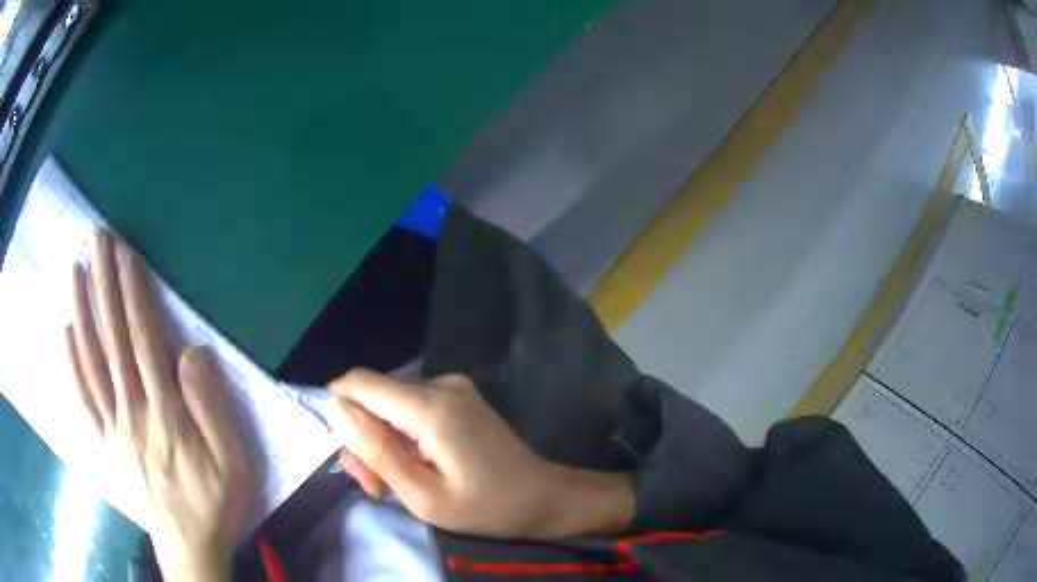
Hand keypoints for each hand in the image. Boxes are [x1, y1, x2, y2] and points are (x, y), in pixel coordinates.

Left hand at [66, 231, 249, 581]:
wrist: (188, 547)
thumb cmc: (214, 504)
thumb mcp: (232, 462)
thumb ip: (211, 407)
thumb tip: (193, 352)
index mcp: (165, 414)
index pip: (144, 341)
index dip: (134, 295)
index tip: (126, 255)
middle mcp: (132, 411)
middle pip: (113, 340)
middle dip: (104, 285)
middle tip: (98, 241)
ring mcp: (113, 426)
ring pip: (92, 362)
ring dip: (82, 312)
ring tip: (75, 270)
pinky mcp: (106, 441)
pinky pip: (84, 398)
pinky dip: (72, 363)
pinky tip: (67, 333)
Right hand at [328, 370, 634, 539]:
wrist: (543, 497)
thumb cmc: (485, 507)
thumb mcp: (423, 496)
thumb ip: (376, 451)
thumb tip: (336, 409)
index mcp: (430, 406)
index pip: (357, 383)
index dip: (340, 414)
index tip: (352, 458)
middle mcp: (440, 384)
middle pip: (373, 397)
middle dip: (364, 440)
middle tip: (377, 486)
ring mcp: (453, 387)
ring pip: (389, 405)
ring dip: (383, 442)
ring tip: (398, 483)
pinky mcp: (459, 397)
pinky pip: (411, 407)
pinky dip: (403, 435)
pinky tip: (416, 466)